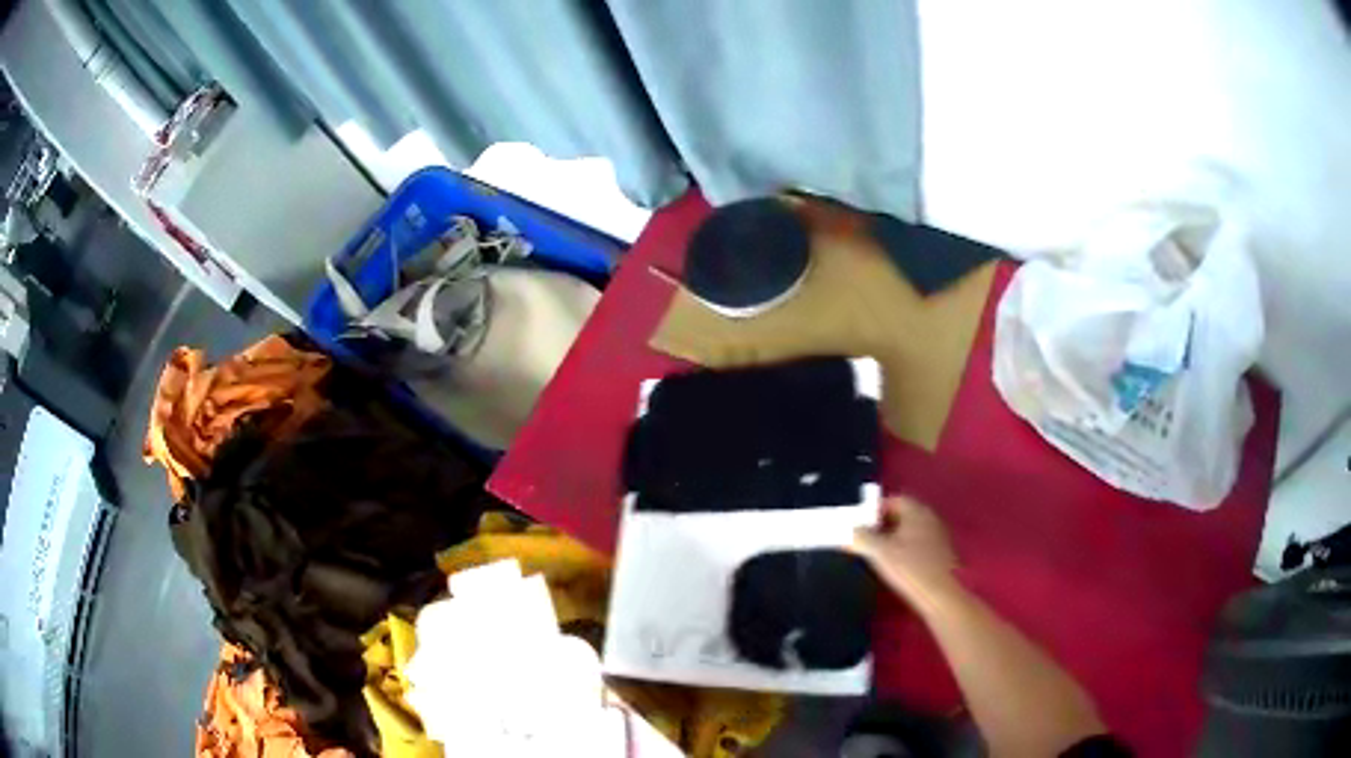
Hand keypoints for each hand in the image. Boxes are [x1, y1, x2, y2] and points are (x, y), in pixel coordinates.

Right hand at [853, 496, 958, 603]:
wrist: (939, 593)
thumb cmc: (910, 568)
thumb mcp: (879, 552)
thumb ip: (861, 538)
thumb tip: (849, 530)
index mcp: (917, 511)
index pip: (894, 500)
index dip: (875, 510)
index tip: (861, 524)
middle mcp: (930, 517)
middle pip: (903, 513)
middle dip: (883, 523)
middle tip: (866, 537)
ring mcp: (938, 534)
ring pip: (911, 529)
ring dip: (894, 536)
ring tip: (879, 552)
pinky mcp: (942, 551)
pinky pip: (919, 541)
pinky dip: (906, 547)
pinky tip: (898, 563)